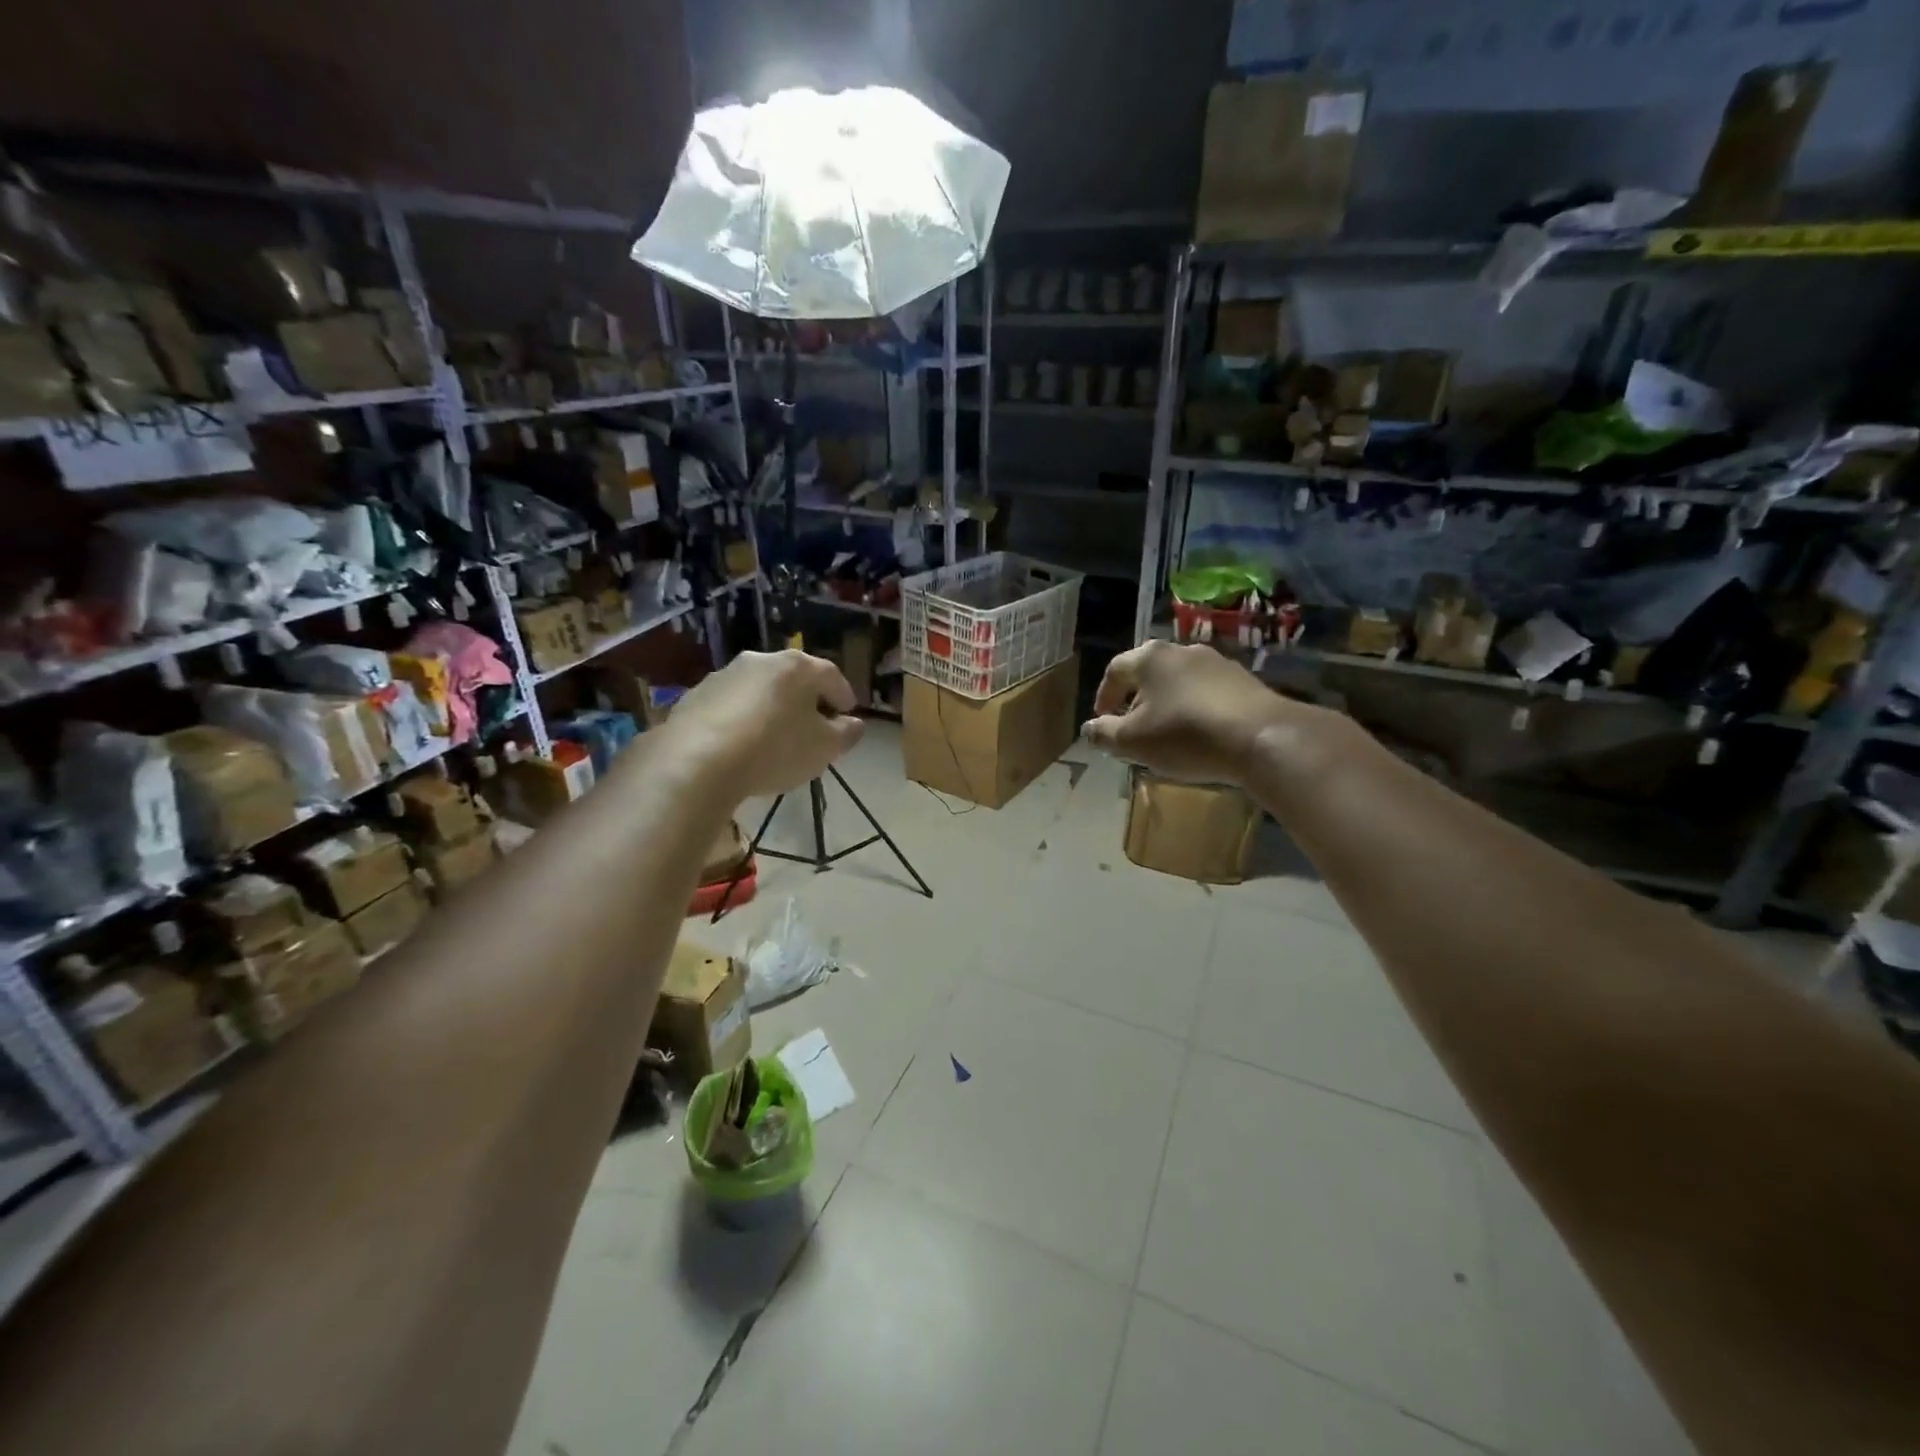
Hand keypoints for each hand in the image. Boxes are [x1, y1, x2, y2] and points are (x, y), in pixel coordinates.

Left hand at [657, 650, 864, 798]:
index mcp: (797, 666)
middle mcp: (760, 660)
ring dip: (771, 709)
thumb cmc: (775, 749)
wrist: (697, 761)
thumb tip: (854, 723)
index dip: (844, 697)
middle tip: (813, 727)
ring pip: (759, 690)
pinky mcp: (695, 696)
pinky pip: (730, 707)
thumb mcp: (824, 748)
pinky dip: (741, 720)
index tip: (848, 716)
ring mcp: (724, 675)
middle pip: (793, 679)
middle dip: (806, 701)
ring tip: (774, 738)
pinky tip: (741, 745)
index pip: (832, 676)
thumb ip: (846, 734)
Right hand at [1082, 641, 1290, 785]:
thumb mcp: (1134, 742)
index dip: (1104, 696)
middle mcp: (1181, 650)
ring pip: (1179, 681)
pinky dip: (1195, 708)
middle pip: (1148, 672)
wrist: (1262, 736)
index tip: (1103, 720)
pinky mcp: (1244, 679)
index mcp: (1149, 658)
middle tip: (1132, 727)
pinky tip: (1200, 733)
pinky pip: (1207, 691)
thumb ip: (1105, 734)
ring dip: (1167, 703)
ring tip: (1166, 732)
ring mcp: (1216, 662)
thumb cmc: (1186, 735)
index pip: (1115, 670)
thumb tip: (1089, 728)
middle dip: (1136, 699)